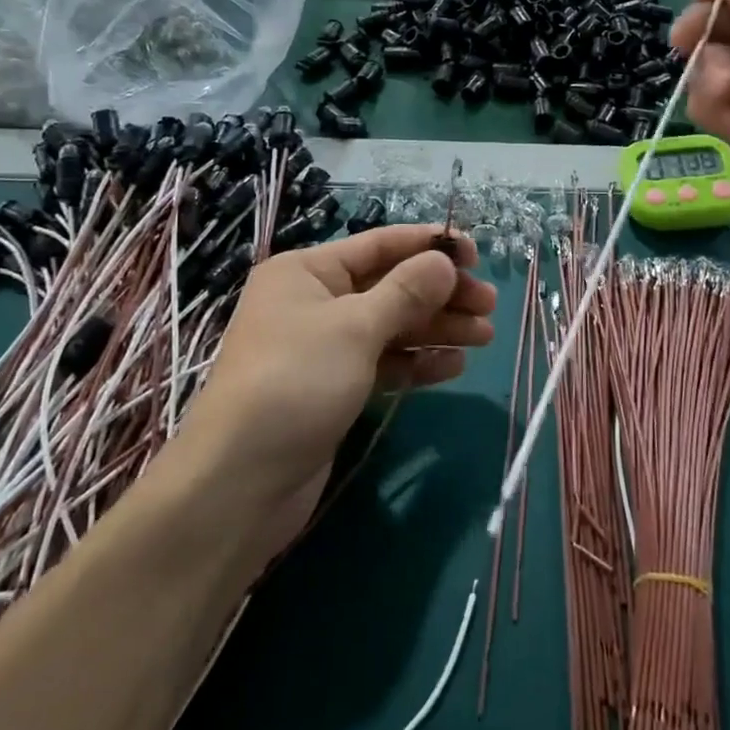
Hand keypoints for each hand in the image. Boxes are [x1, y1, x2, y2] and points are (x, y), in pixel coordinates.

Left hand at [174, 226, 496, 554]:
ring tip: (484, 336)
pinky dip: (417, 362)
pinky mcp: (335, 388)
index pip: (379, 245)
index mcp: (307, 273)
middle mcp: (315, 303)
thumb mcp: (354, 328)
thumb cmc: (295, 383)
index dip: (428, 246)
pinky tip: (454, 366)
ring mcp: (325, 349)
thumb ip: (405, 291)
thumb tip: (444, 261)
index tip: (476, 254)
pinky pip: (384, 363)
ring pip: (392, 327)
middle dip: (441, 294)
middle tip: (489, 305)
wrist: (240, 484)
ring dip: (437, 328)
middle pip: (391, 287)